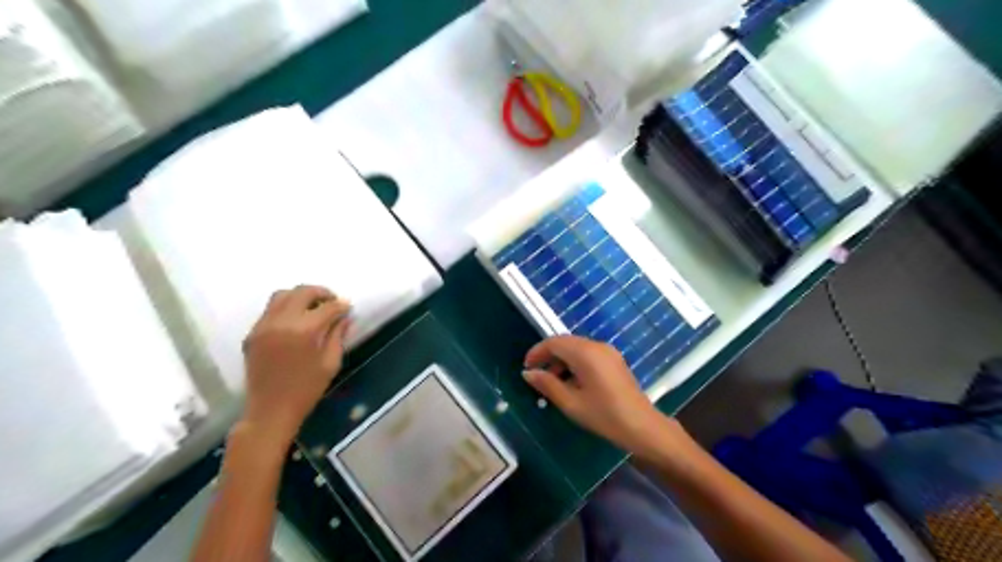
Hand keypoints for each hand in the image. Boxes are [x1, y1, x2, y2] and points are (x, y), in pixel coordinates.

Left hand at [239, 286, 350, 446]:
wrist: (270, 410)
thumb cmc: (307, 390)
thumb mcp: (330, 363)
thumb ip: (338, 335)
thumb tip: (345, 317)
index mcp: (304, 330)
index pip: (327, 307)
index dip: (341, 305)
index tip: (348, 308)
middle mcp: (281, 322)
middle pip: (302, 292)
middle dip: (321, 293)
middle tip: (332, 302)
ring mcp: (263, 326)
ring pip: (282, 295)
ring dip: (300, 296)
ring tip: (312, 307)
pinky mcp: (252, 334)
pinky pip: (269, 310)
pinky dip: (285, 307)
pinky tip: (295, 321)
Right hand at [520, 337, 666, 454]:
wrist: (643, 427)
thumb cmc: (605, 416)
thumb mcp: (571, 403)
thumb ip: (548, 385)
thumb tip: (528, 373)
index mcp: (585, 353)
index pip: (554, 342)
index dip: (537, 352)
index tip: (526, 368)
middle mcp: (597, 346)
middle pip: (565, 342)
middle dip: (548, 356)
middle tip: (536, 376)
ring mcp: (608, 352)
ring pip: (577, 348)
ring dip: (562, 360)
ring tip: (552, 383)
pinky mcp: (614, 360)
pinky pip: (588, 354)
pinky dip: (575, 363)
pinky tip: (572, 383)